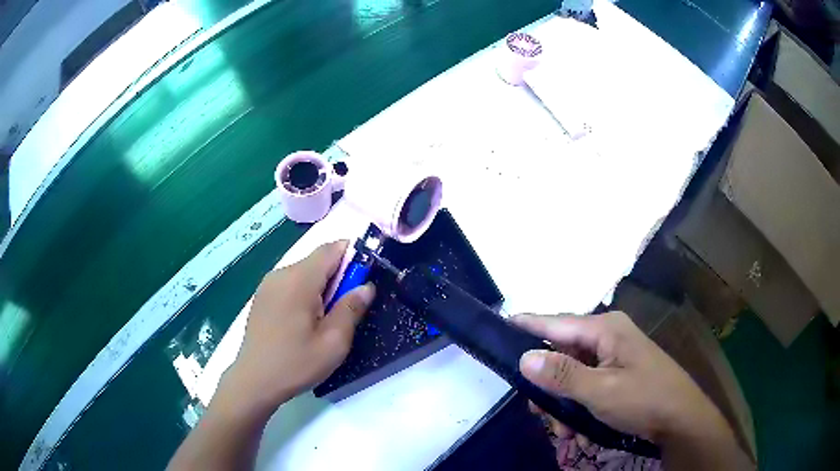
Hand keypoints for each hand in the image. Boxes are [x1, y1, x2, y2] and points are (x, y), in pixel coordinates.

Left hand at [220, 240, 374, 415]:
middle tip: (346, 308)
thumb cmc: (296, 363)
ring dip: (321, 286)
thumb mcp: (333, 342)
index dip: (352, 255)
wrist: (254, 380)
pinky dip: (305, 292)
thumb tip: (366, 286)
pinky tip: (304, 321)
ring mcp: (268, 284)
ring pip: (303, 272)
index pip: (330, 249)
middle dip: (338, 276)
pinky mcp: (262, 296)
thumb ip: (351, 309)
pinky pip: (290, 283)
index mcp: (299, 280)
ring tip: (325, 318)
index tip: (364, 278)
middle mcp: (281, 274)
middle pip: (317, 260)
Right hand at [512, 312, 746, 469]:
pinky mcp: (619, 372)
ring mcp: (614, 355)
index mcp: (605, 329)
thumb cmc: (645, 399)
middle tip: (542, 416)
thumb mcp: (601, 391)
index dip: (527, 325)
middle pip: (562, 354)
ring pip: (572, 375)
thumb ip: (562, 374)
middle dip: (549, 388)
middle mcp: (608, 336)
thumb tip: (524, 356)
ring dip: (565, 406)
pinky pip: (587, 385)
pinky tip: (583, 431)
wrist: (681, 419)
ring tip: (567, 434)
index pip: (556, 321)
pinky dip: (580, 408)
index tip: (499, 326)